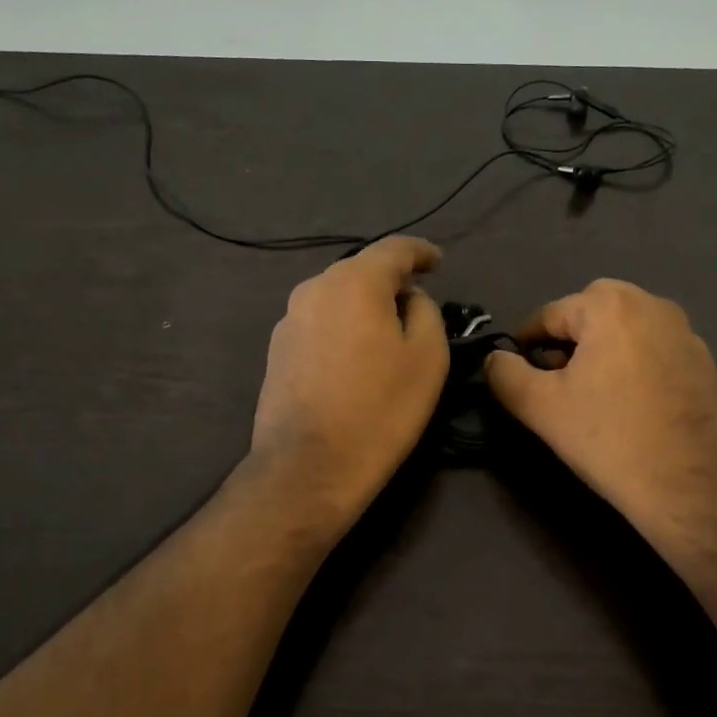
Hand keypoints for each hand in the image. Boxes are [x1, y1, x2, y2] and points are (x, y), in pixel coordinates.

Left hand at [249, 236, 450, 528]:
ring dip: (365, 305)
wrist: (308, 468)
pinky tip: (356, 356)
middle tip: (419, 302)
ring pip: (338, 296)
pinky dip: (344, 326)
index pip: (394, 248)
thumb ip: (425, 311)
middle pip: (362, 269)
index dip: (421, 251)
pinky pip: (321, 321)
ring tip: (388, 332)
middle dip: (392, 280)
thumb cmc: (380, 410)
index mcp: (355, 281)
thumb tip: (409, 299)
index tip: (439, 262)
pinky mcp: (277, 348)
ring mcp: (290, 318)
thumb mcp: (427, 357)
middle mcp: (315, 288)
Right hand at [484, 279, 716, 557]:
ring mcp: (685, 331)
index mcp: (610, 305)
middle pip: (589, 314)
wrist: (692, 487)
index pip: (549, 314)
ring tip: (590, 394)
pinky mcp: (705, 361)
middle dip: (566, 342)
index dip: (525, 344)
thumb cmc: (609, 439)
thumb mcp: (540, 407)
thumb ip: (505, 375)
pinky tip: (629, 404)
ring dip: (600, 350)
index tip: (516, 374)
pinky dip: (633, 364)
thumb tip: (495, 359)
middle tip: (554, 383)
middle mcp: (652, 304)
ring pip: (624, 329)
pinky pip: (653, 349)